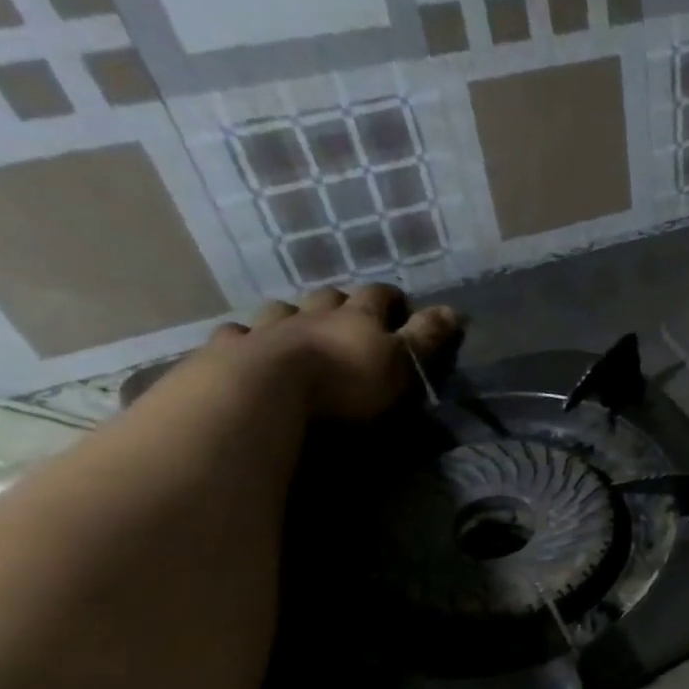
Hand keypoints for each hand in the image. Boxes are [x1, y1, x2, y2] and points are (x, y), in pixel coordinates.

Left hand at [207, 284, 461, 420]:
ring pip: (281, 311)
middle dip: (340, 303)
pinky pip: (237, 334)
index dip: (391, 299)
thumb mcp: (401, 362)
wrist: (267, 392)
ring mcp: (268, 328)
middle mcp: (311, 313)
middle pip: (327, 298)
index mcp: (356, 317)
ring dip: (291, 316)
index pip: (378, 296)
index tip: (401, 306)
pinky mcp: (232, 349)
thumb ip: (426, 338)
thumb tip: (456, 309)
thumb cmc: (346, 381)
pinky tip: (246, 345)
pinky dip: (245, 337)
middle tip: (347, 317)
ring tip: (296, 329)